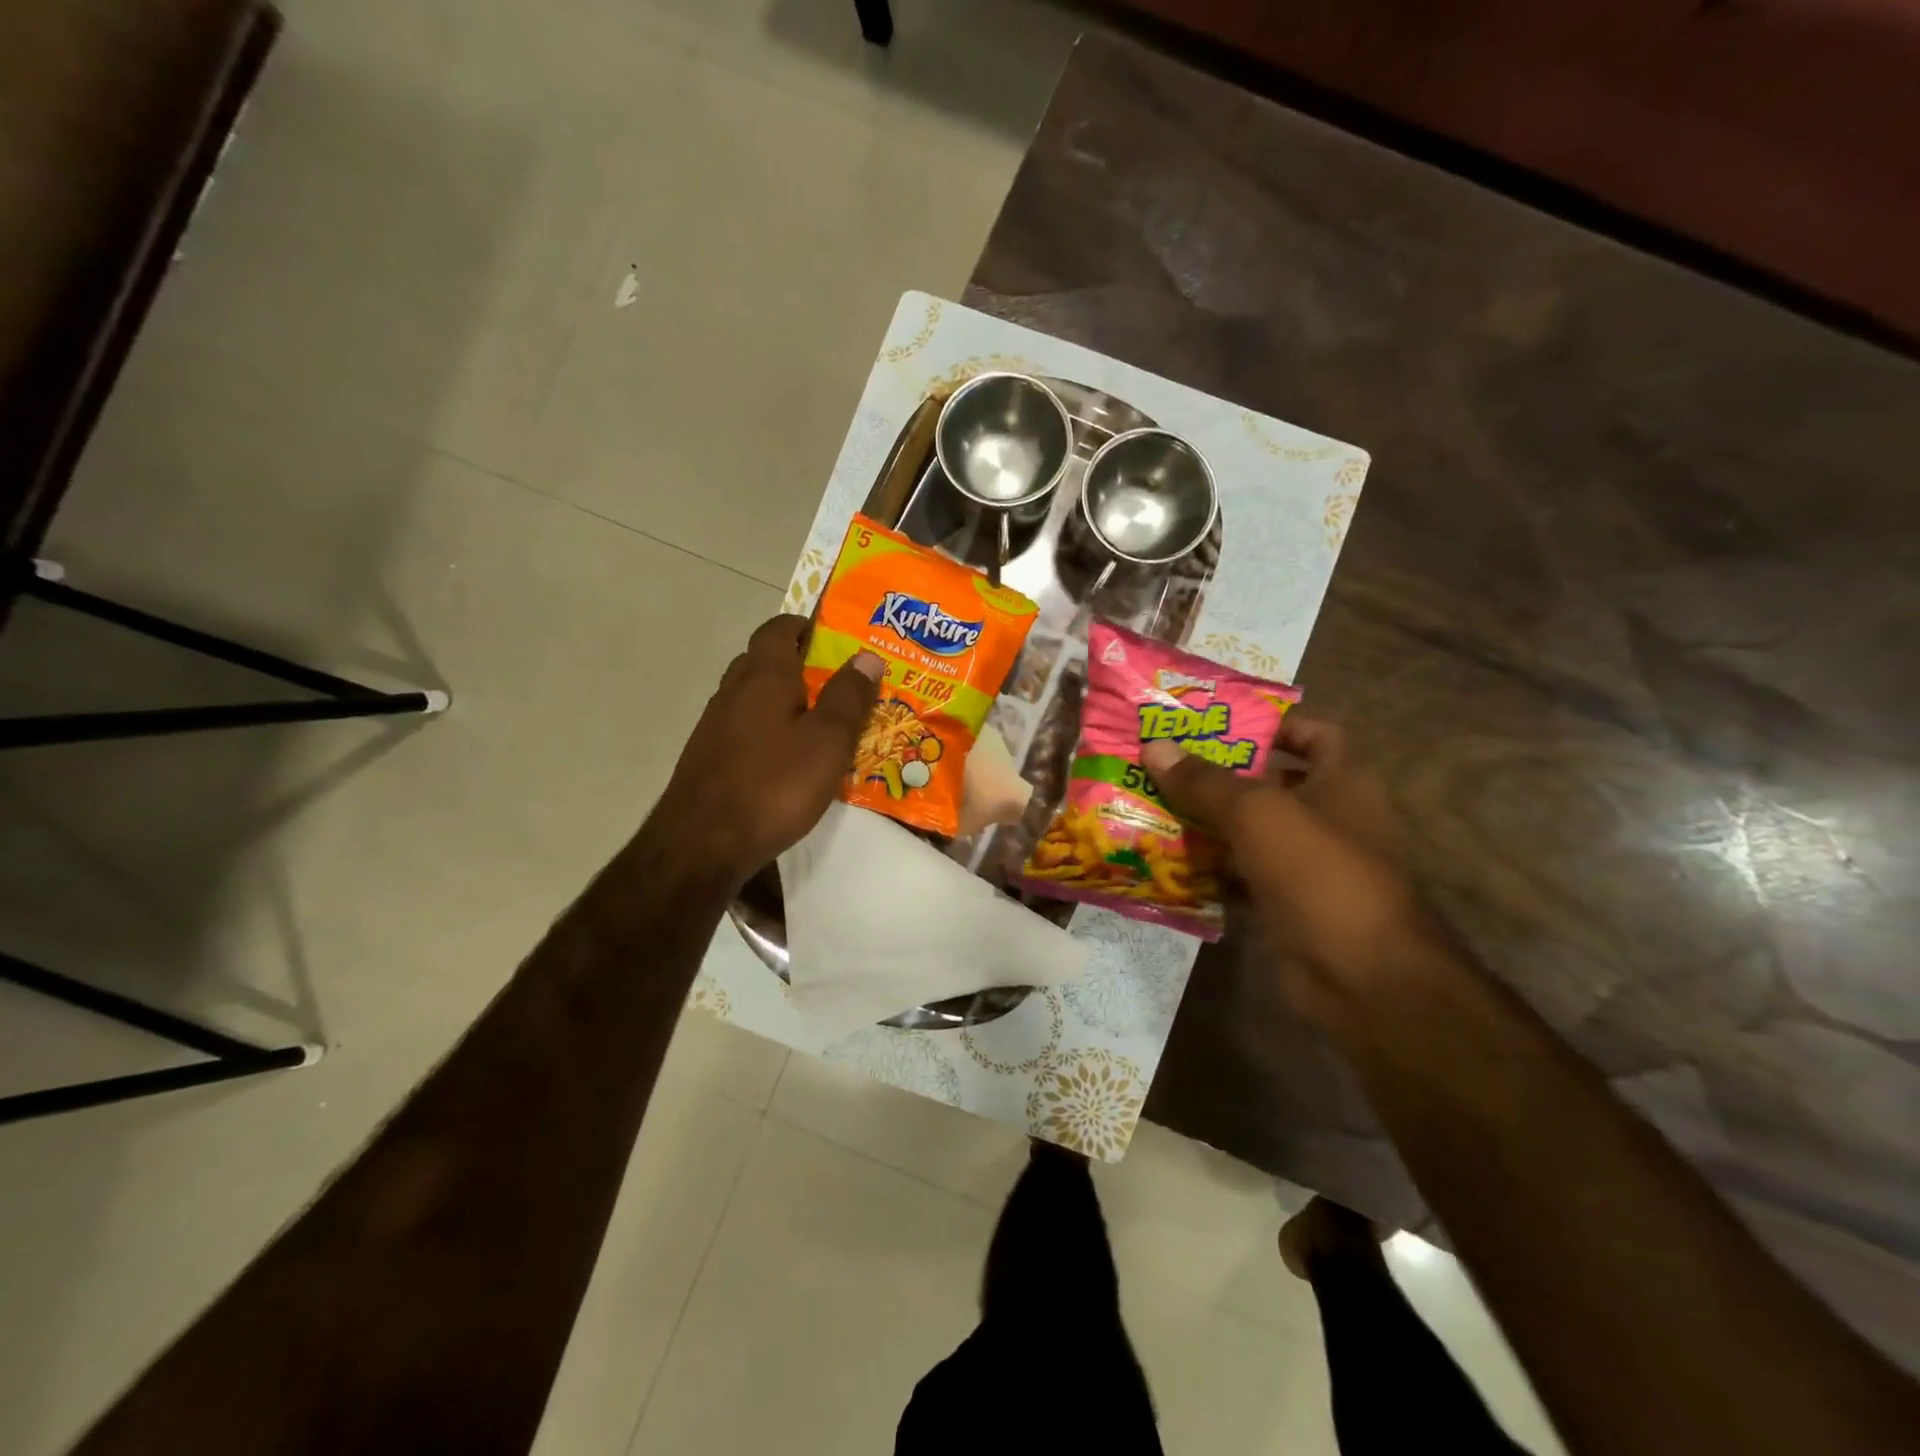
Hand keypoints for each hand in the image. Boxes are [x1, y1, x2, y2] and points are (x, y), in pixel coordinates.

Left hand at [657, 615, 882, 886]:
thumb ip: (849, 696)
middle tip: (834, 680)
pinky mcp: (708, 757)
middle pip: (763, 660)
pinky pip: (743, 727)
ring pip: (752, 696)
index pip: (778, 629)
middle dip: (797, 662)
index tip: (831, 636)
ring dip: (781, 699)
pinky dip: (767, 729)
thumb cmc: (774, 785)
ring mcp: (715, 725)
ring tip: (817, 721)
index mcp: (764, 676)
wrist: (702, 844)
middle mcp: (733, 691)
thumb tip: (867, 655)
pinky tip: (786, 759)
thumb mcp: (828, 741)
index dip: (803, 625)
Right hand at [1140, 717, 1442, 1025]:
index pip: (1314, 734)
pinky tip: (1166, 861)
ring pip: (1250, 833)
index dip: (1272, 723)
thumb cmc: (1318, 871)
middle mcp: (1329, 818)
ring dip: (1207, 823)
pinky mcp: (1286, 905)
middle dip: (1220, 775)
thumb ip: (1204, 781)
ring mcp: (1308, 866)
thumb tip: (1153, 747)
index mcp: (1342, 781)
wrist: (1361, 977)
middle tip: (1164, 763)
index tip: (1218, 723)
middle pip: (1271, 783)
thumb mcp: (1257, 813)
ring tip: (1152, 805)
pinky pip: (1241, 876)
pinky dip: (1209, 870)